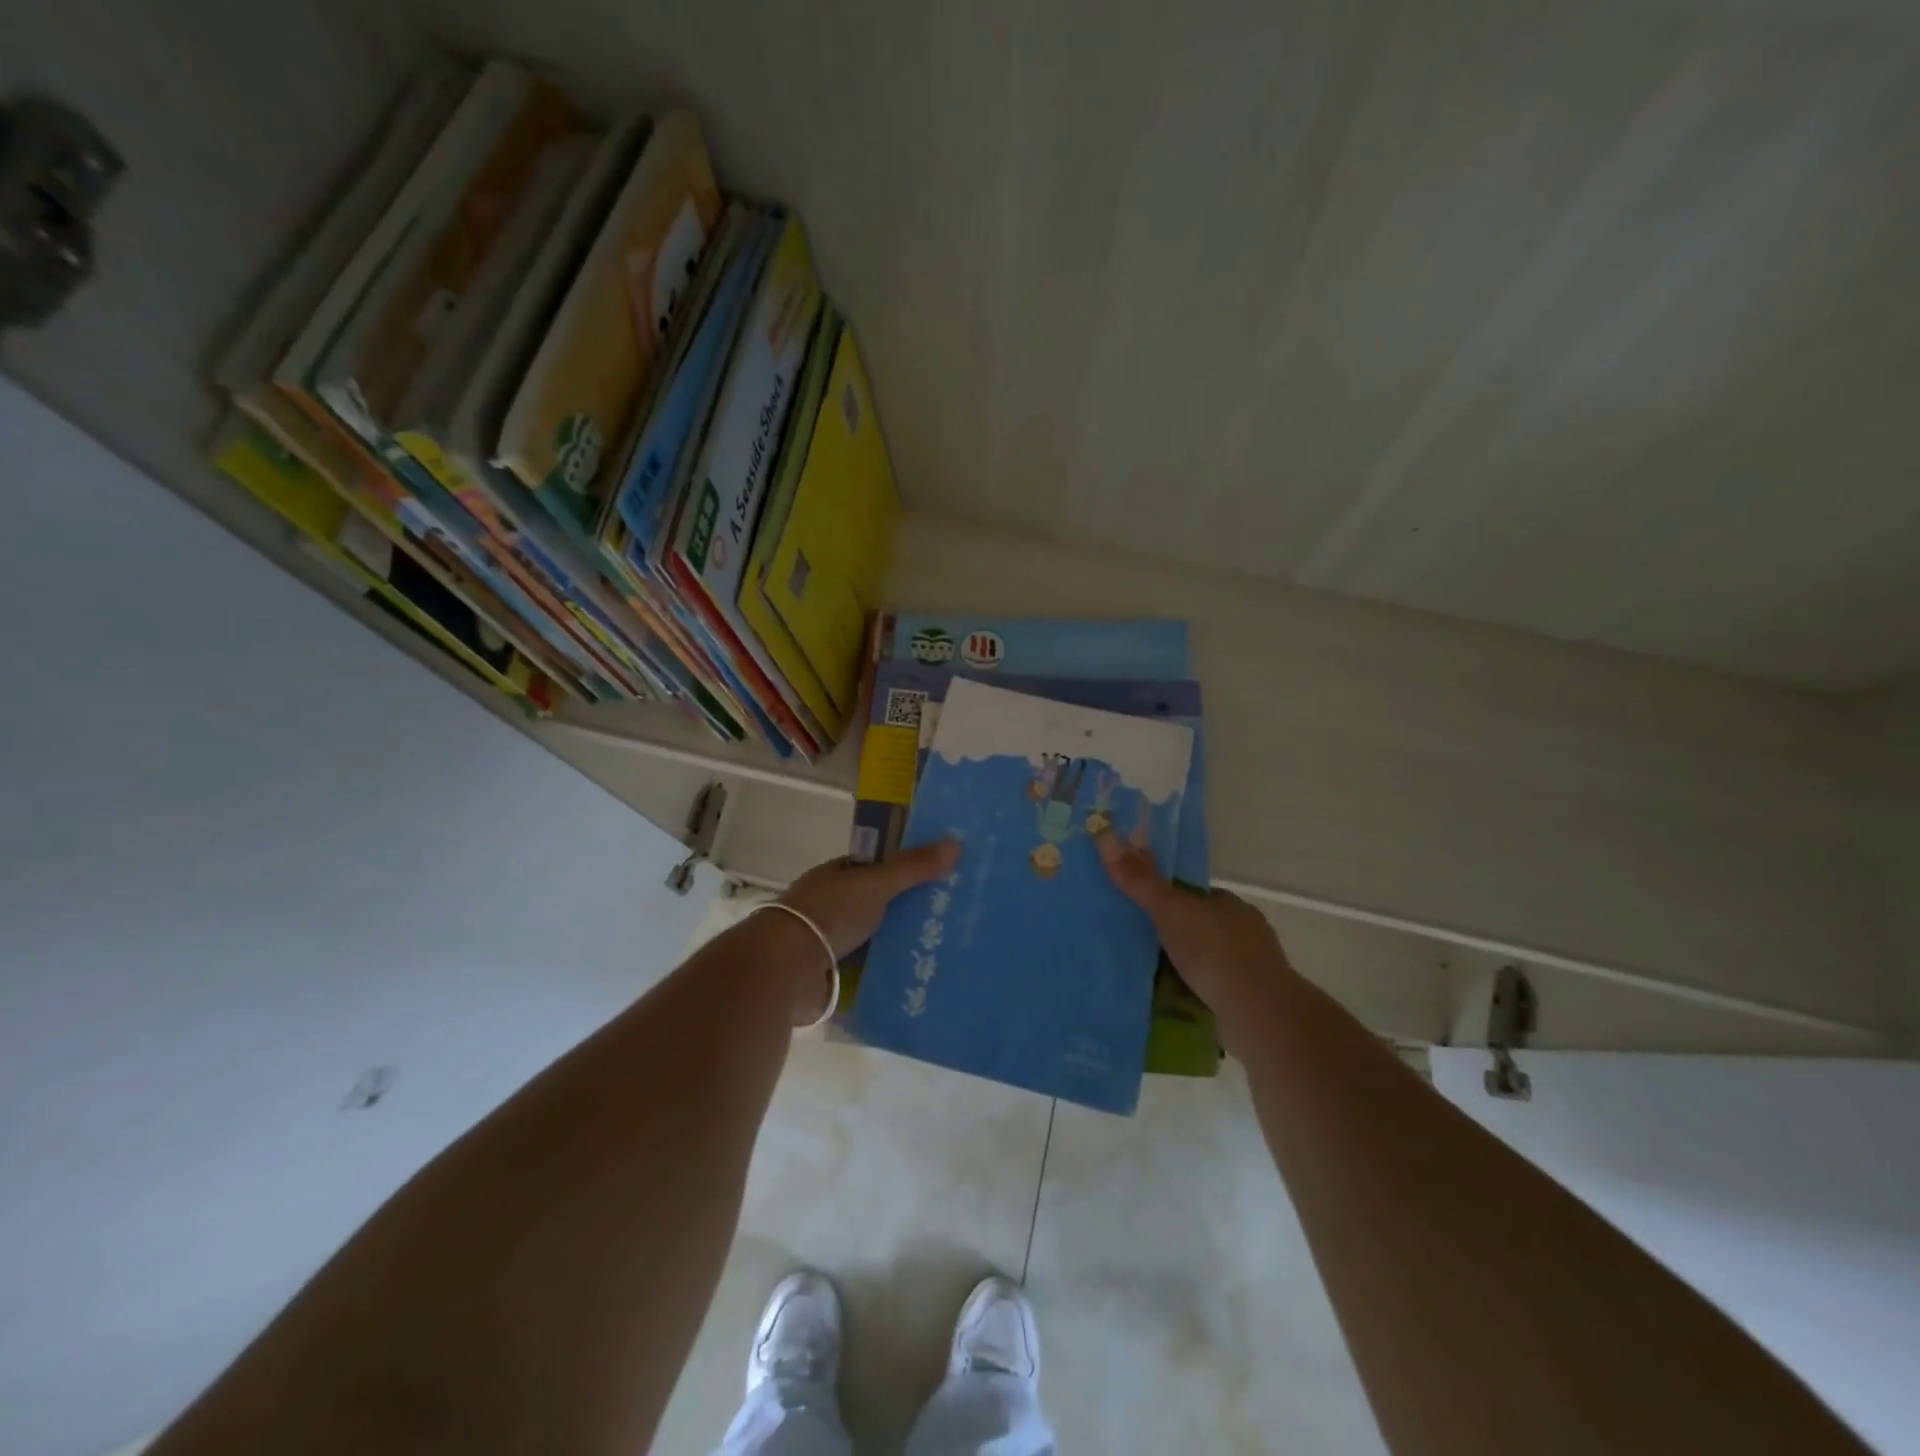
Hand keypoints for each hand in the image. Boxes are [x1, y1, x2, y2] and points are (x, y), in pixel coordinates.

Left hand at [779, 840, 962, 958]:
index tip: (937, 877)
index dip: (903, 871)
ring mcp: (828, 943)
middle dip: (905, 912)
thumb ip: (913, 867)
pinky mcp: (830, 976)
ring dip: (897, 946)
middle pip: (876, 906)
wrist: (786, 968)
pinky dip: (885, 975)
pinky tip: (916, 979)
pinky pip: (866, 972)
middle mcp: (829, 907)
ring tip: (941, 951)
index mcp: (835, 877)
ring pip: (873, 940)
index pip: (873, 869)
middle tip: (948, 918)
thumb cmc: (829, 914)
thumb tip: (956, 843)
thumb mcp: (876, 884)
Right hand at [1095, 831, 1295, 1024]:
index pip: (1193, 896)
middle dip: (1172, 936)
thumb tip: (1104, 834)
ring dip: (1181, 968)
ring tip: (1144, 976)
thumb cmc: (1215, 951)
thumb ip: (1140, 880)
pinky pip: (1210, 990)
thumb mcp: (1170, 909)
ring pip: (1205, 962)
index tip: (1140, 911)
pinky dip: (1191, 993)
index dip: (1167, 900)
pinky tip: (1168, 1000)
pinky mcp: (1248, 1002)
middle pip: (1197, 928)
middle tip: (1134, 945)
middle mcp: (1244, 933)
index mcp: (1231, 905)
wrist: (1258, 1014)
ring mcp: (1249, 970)